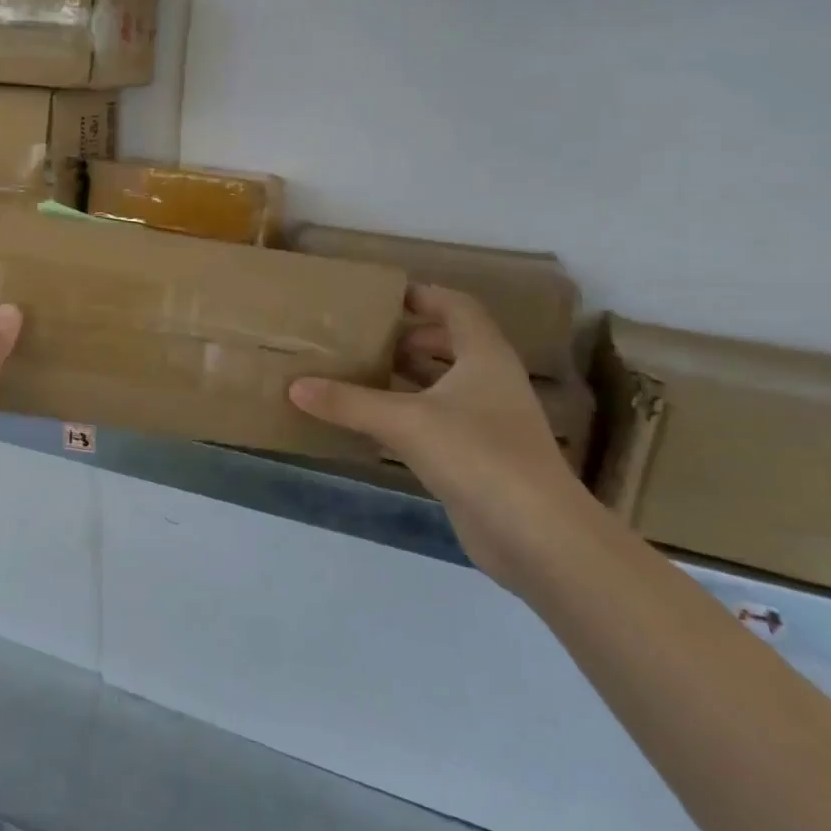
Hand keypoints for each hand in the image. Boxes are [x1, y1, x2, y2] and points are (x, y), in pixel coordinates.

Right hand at [289, 285, 590, 592]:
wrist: (536, 534)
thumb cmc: (478, 455)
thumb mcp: (405, 421)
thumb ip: (348, 402)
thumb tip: (295, 386)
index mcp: (484, 357)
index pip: (457, 308)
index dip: (424, 296)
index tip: (382, 297)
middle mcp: (490, 382)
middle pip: (451, 344)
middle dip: (410, 337)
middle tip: (363, 336)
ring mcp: (487, 421)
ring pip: (444, 384)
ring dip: (407, 376)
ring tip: (361, 371)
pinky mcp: (478, 456)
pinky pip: (437, 420)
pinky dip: (408, 413)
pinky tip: (373, 421)